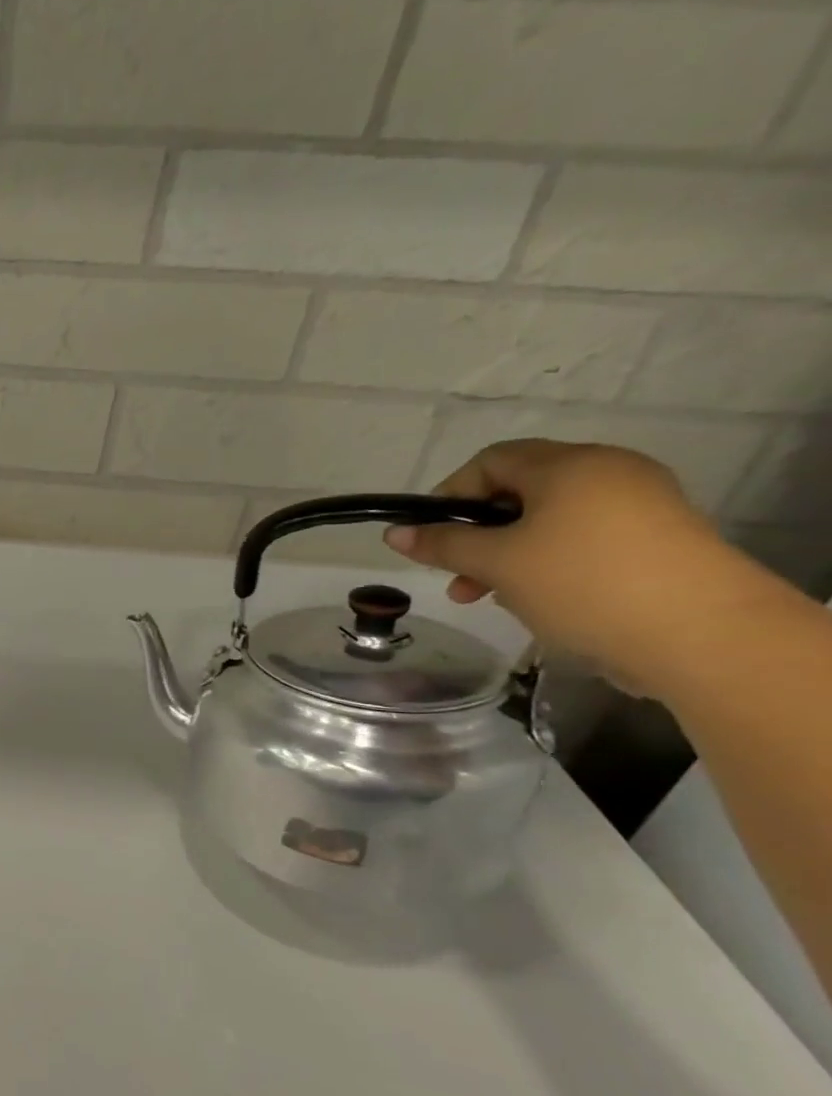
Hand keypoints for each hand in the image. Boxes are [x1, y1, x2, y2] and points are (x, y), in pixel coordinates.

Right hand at [384, 439, 773, 697]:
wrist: (702, 635)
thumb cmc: (581, 582)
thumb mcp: (496, 562)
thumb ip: (442, 544)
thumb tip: (394, 533)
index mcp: (570, 465)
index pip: (491, 460)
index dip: (450, 494)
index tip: (430, 537)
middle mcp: (608, 472)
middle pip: (519, 491)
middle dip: (477, 532)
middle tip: (455, 574)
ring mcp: (640, 506)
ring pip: (548, 520)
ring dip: (506, 553)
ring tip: (489, 596)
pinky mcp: (657, 540)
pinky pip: (582, 539)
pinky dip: (546, 562)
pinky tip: (535, 598)